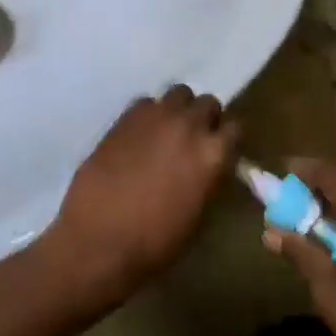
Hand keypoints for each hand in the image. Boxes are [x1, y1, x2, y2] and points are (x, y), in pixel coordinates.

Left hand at [45, 85, 239, 304]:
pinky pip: (145, 102)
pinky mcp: (124, 119)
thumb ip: (209, 180)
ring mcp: (154, 118)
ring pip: (178, 93)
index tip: (220, 150)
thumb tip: (209, 169)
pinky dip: (148, 114)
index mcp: (213, 154)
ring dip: (177, 109)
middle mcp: (188, 126)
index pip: (235, 127)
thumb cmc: (156, 242)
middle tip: (192, 140)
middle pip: (207, 103)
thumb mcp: (199, 216)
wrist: (100, 240)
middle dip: (204, 119)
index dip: (226, 139)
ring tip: (166, 131)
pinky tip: (139, 135)